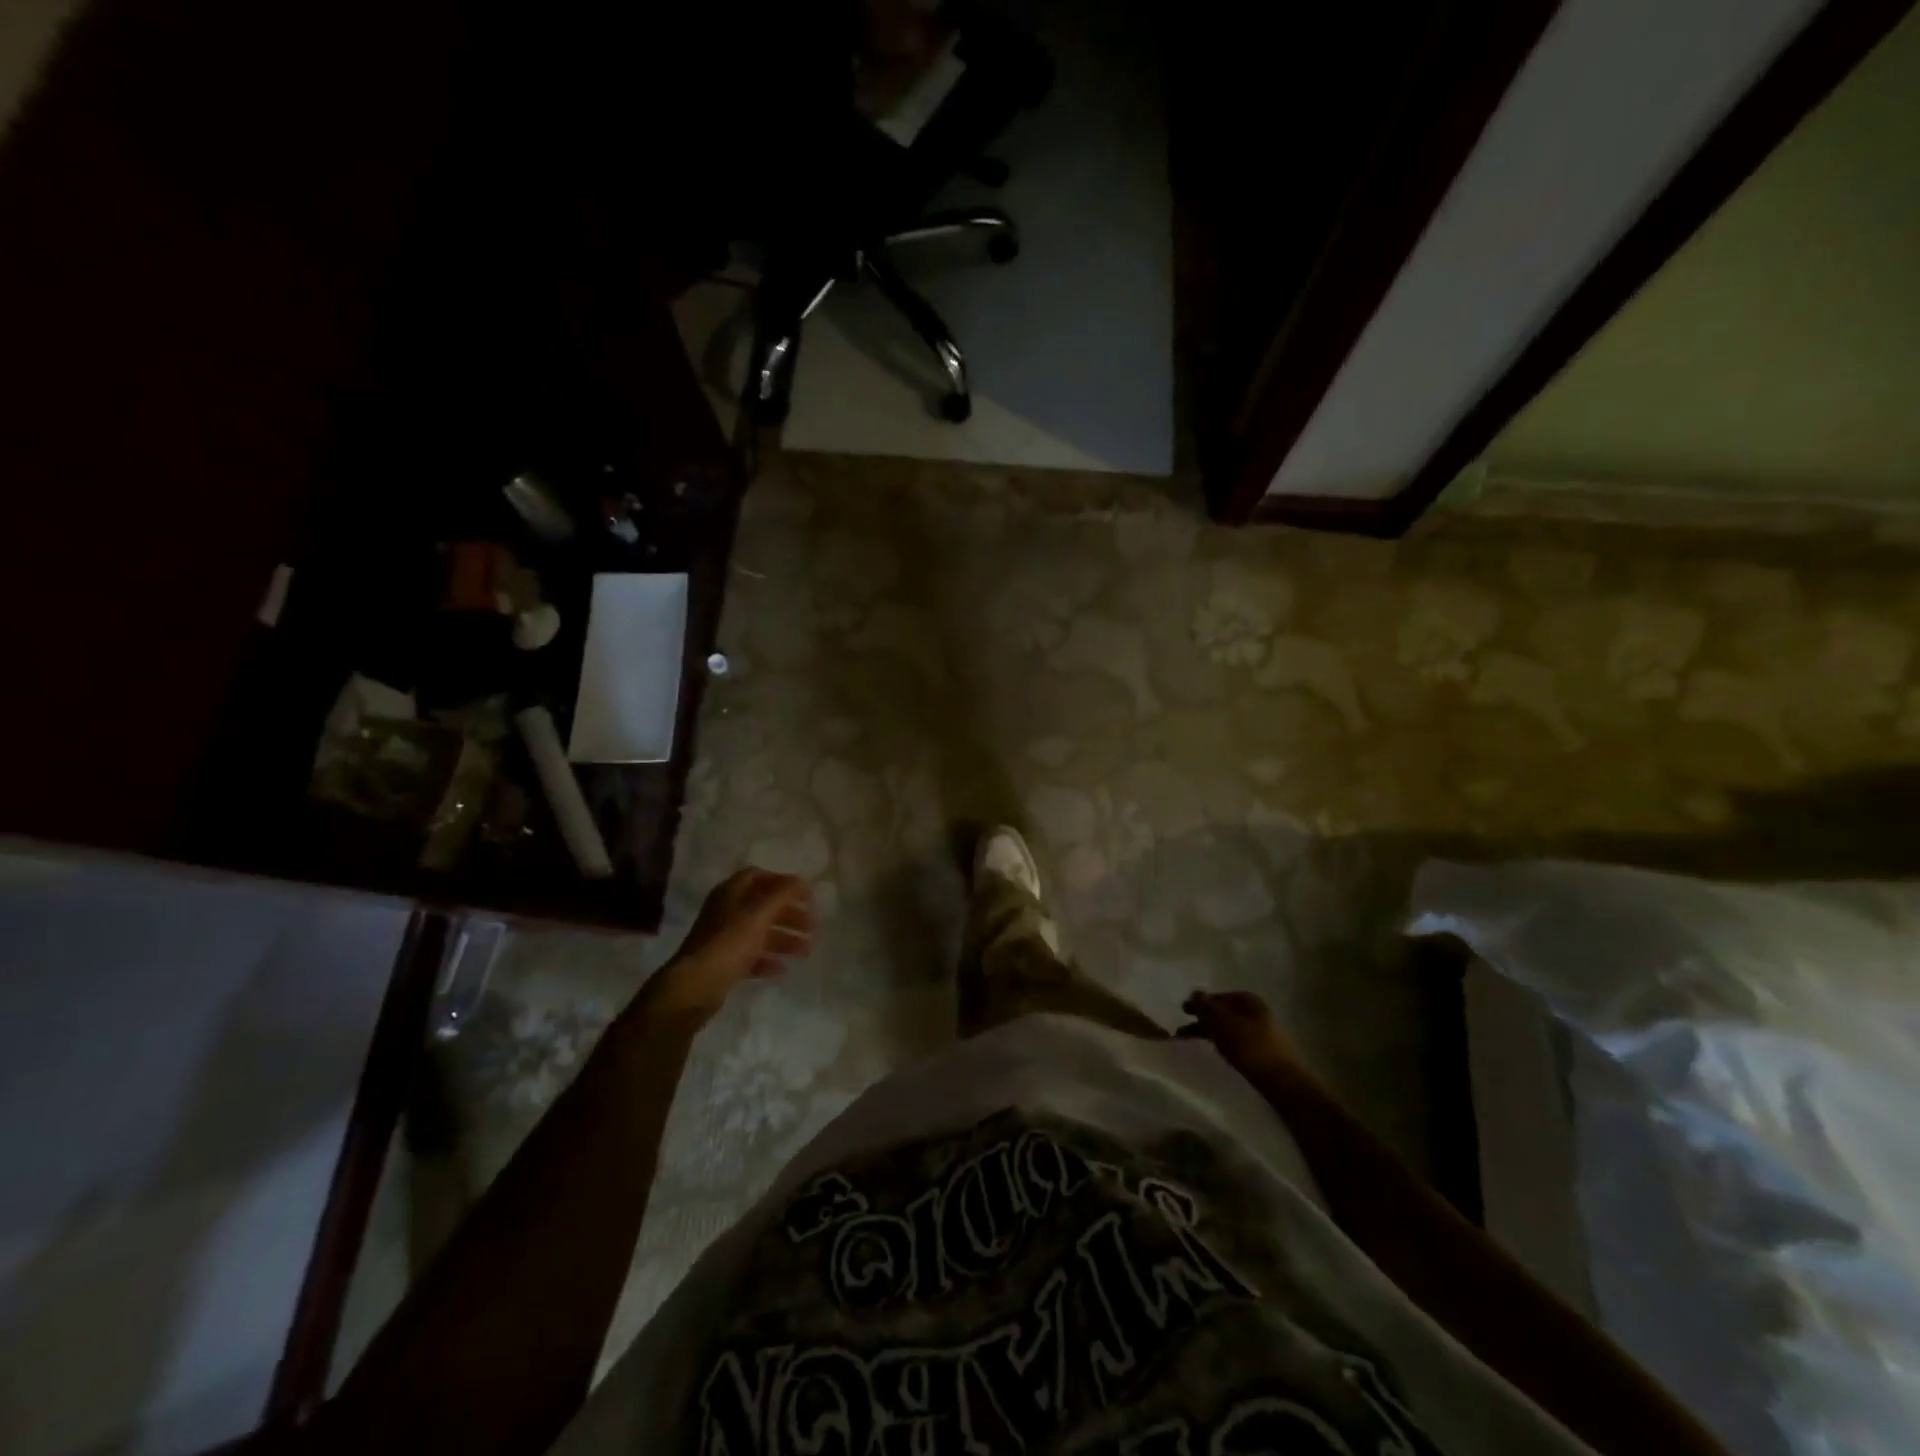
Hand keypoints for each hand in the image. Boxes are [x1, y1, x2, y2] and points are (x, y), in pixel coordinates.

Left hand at [648, 869, 814, 1028]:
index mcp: (730, 893)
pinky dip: (768, 959)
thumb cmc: (729, 943)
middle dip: (789, 914)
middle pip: (763, 906)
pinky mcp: (724, 963)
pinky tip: (782, 969)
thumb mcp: (759, 914)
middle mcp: (726, 912)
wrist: (694, 987)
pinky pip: (751, 956)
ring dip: (785, 938)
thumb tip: (801, 881)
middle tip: (813, 926)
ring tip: (806, 951)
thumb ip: (783, 894)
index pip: (758, 876)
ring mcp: (724, 938)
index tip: (805, 896)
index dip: (783, 882)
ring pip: (760, 932)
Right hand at [1176, 990, 1296, 1076]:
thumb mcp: (1223, 1022)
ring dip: (1210, 1033)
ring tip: (1193, 1042)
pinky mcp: (1264, 1054)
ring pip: (1229, 1029)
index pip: (1221, 996)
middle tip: (1183, 1028)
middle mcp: (1257, 1014)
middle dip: (1203, 1019)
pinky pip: (1237, 1043)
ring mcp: (1263, 1034)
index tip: (1185, 1011)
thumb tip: (1195, 994)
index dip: (1202, 1002)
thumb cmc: (1250, 1046)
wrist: (1282, 1082)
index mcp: (1250, 1002)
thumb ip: (1206, 1007)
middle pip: (1224, 1013)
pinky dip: (1223, 1044)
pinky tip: (1216, 1052)